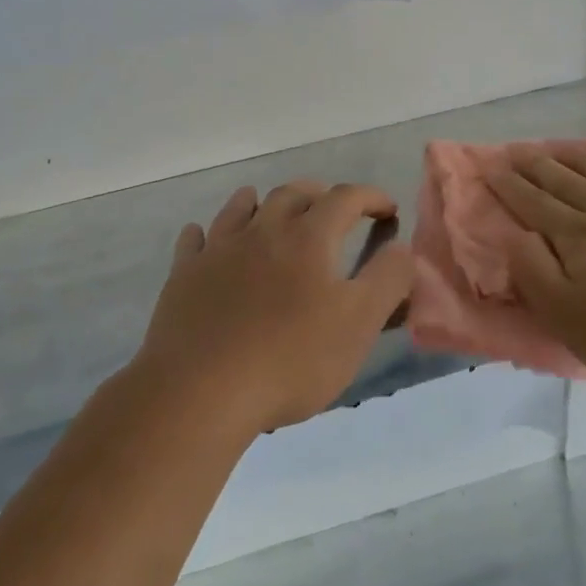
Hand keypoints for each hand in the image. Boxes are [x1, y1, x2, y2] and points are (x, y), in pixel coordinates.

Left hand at [131, 180, 414, 437]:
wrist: (200, 391)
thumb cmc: (290, 359)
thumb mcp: (359, 325)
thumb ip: (388, 280)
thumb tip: (401, 247)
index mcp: (308, 237)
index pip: (345, 198)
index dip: (371, 197)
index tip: (387, 209)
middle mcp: (262, 230)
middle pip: (292, 194)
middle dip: (318, 194)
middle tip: (332, 209)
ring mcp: (218, 250)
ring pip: (240, 208)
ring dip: (262, 202)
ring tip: (270, 207)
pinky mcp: (184, 275)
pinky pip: (194, 240)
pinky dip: (206, 233)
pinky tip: (205, 238)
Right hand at [488, 147, 585, 416]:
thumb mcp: (574, 324)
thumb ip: (536, 275)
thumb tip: (515, 236)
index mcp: (580, 239)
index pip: (534, 204)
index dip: (510, 185)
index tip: (491, 166)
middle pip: (566, 181)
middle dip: (537, 165)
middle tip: (517, 150)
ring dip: (580, 158)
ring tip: (562, 148)